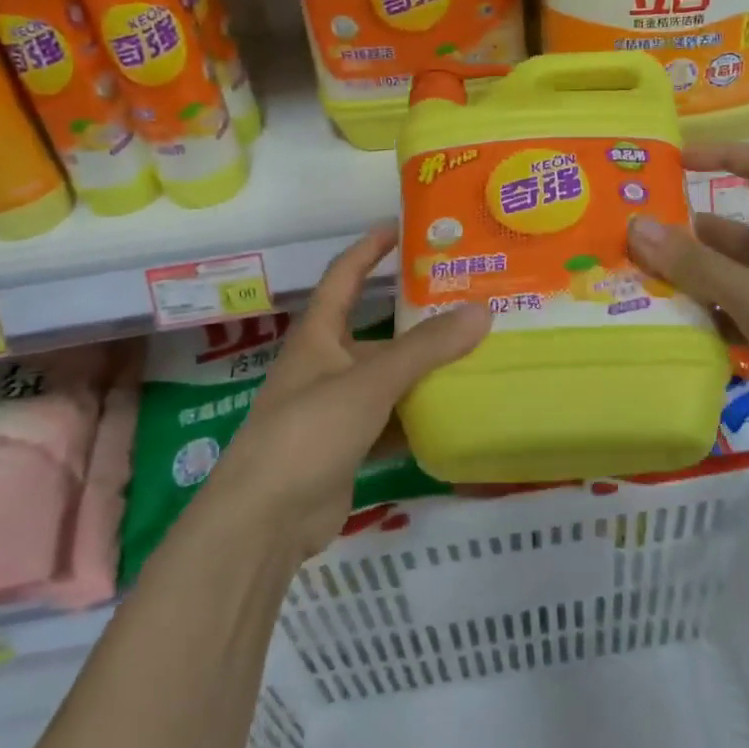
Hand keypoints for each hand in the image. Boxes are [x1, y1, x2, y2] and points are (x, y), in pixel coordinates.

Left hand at [201, 225, 490, 558]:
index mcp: (318, 336)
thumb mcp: (370, 381)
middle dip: (416, 319)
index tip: (401, 227)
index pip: (344, 277)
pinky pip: (391, 421)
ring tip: (476, 355)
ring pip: (389, 379)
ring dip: (424, 371)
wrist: (265, 520)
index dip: (369, 249)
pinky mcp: (348, 447)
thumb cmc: (309, 430)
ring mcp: (336, 409)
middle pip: (377, 332)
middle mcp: (326, 366)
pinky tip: (456, 412)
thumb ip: (426, 348)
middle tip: (467, 303)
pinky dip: (419, 416)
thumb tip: (482, 310)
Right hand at [625, 142, 748, 456]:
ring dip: (683, 282)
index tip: (677, 162)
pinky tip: (667, 330)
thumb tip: (636, 226)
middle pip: (723, 235)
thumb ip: (694, 264)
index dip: (723, 156)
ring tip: (634, 289)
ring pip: (718, 279)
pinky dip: (698, 320)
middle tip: (627, 248)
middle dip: (679, 237)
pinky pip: (723, 317)